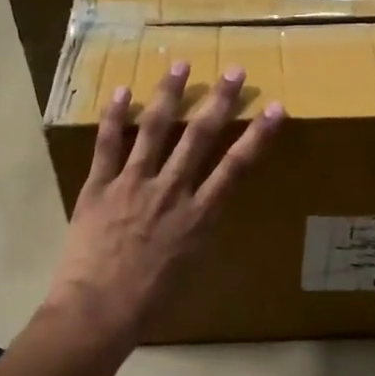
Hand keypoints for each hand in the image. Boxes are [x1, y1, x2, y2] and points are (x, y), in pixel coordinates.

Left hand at [44, 62, 283, 348]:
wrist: (98, 310)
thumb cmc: (150, 303)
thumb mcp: (190, 269)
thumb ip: (198, 233)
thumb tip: (203, 212)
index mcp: (199, 216)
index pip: (236, 167)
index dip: (258, 136)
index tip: (276, 109)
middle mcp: (171, 190)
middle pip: (199, 137)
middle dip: (220, 101)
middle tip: (235, 71)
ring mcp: (133, 184)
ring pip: (154, 129)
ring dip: (170, 95)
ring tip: (181, 65)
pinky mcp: (99, 186)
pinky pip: (107, 145)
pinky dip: (114, 117)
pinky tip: (122, 90)